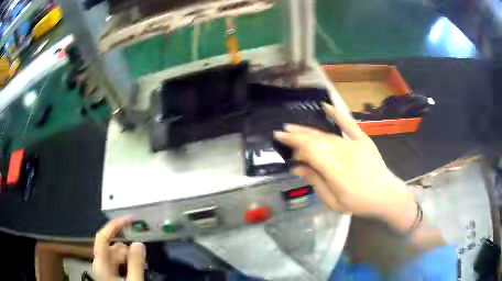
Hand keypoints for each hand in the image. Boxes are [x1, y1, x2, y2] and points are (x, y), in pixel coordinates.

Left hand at [93, 218, 145, 280]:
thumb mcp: (133, 280)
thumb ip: (135, 263)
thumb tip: (139, 244)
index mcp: (101, 263)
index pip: (103, 236)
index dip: (114, 225)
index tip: (129, 219)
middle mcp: (100, 263)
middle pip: (114, 246)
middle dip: (129, 251)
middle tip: (142, 261)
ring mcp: (104, 268)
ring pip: (118, 254)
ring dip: (130, 259)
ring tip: (139, 270)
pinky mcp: (109, 273)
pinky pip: (119, 262)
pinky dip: (128, 263)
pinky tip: (134, 272)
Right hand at [274, 103, 416, 231]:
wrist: (385, 195)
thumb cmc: (358, 203)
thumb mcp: (333, 202)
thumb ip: (315, 182)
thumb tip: (296, 167)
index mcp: (336, 172)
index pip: (311, 151)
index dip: (294, 144)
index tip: (281, 140)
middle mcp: (344, 155)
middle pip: (316, 141)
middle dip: (297, 135)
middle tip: (282, 132)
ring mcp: (355, 145)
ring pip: (327, 135)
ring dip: (309, 130)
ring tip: (294, 127)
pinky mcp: (363, 139)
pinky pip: (349, 124)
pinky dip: (337, 114)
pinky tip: (326, 106)